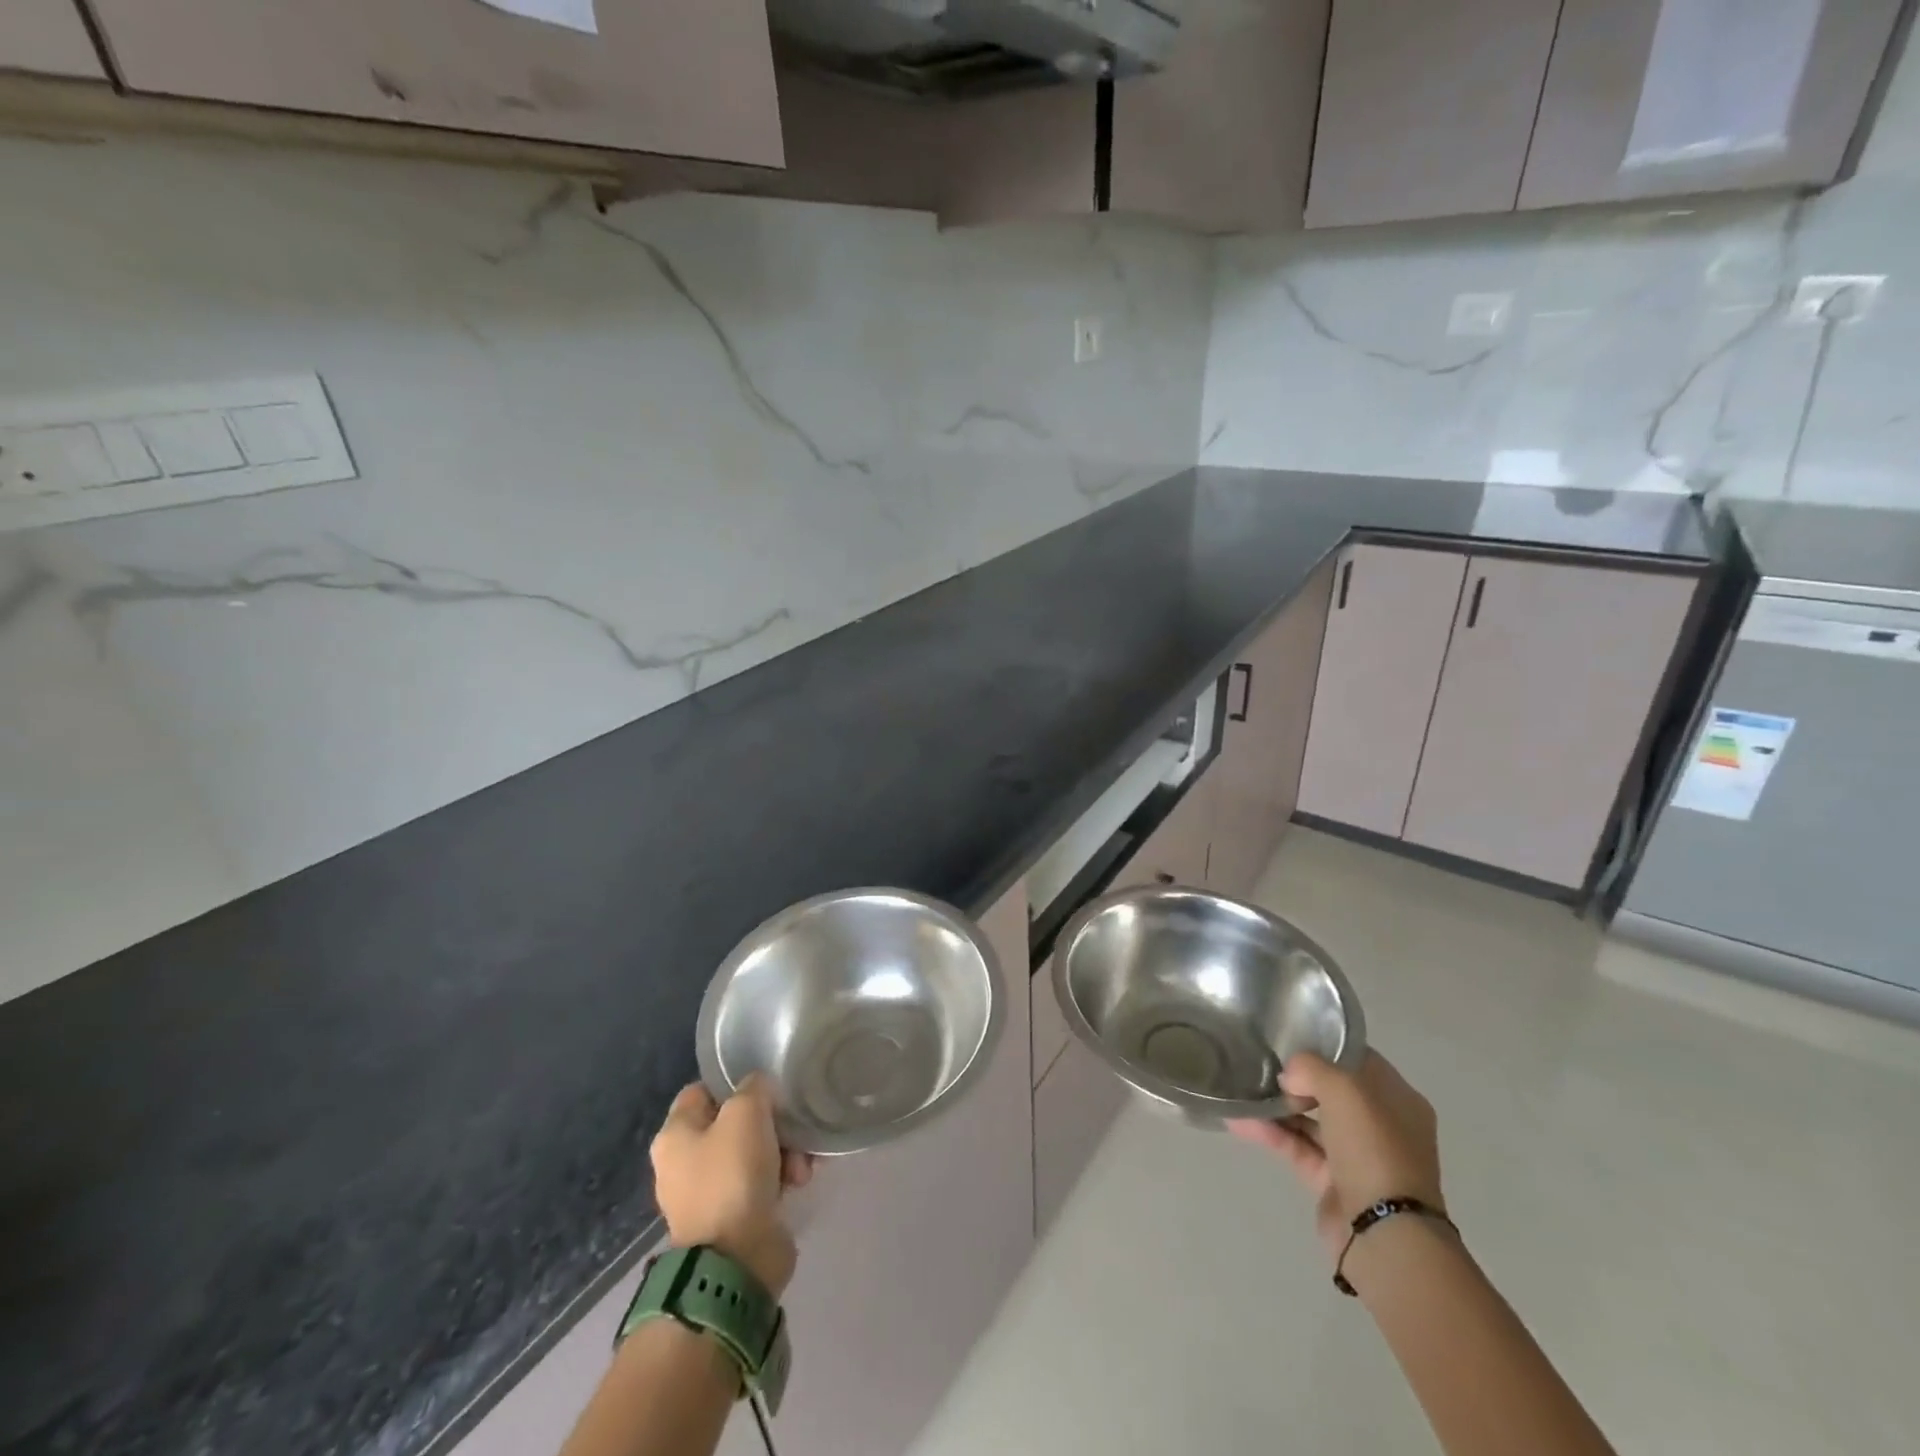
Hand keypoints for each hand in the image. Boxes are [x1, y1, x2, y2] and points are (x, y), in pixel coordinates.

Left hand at [651, 1075, 813, 1296]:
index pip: (702, 1091)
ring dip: (783, 1151)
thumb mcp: (746, 1112)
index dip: (733, 1083)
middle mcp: (684, 1163)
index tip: (765, 1086)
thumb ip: (754, 1087)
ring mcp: (707, 1193)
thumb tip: (758, 1090)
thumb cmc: (732, 1175)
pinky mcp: (732, 1217)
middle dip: (769, 1123)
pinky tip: (800, 1180)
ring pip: (752, 1152)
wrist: (737, 1260)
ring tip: (801, 1163)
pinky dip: (781, 1178)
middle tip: (791, 1125)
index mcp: (674, 1135)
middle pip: (733, 1123)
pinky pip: (760, 1182)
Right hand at [1227, 1050, 1442, 1266]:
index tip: (1290, 1035)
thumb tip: (1288, 1075)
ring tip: (1242, 1089)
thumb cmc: (1375, 1149)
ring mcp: (1357, 1156)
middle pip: (1333, 1090)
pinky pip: (1297, 1147)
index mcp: (1398, 1100)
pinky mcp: (1332, 1182)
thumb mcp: (1345, 1090)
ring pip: (1311, 1120)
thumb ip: (1311, 1067)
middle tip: (1264, 1064)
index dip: (1326, 1046)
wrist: (1385, 1235)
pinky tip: (1240, 1120)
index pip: (1359, 1060)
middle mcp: (1381, 1125)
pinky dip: (1272, 1134)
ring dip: (1278, 1106)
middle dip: (1298, 1078)